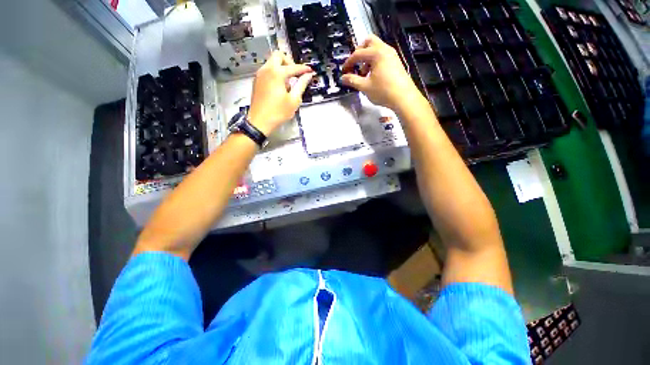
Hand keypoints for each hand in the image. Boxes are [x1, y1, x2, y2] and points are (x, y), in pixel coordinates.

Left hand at [248, 52, 314, 135]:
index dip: (304, 69)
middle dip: (289, 62)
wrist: (259, 122)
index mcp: (276, 73)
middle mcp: (266, 70)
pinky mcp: (256, 81)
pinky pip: (267, 70)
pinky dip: (275, 73)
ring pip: (271, 62)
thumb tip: (308, 76)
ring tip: (288, 83)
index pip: (293, 67)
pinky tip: (280, 87)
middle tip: (296, 74)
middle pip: (278, 56)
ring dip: (281, 67)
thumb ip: (301, 85)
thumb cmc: (277, 113)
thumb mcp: (293, 100)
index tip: (310, 71)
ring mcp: (259, 75)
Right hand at [342, 35, 424, 112]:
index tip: (344, 71)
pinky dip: (375, 61)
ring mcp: (392, 55)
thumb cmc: (384, 91)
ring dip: (367, 57)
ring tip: (364, 74)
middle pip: (369, 42)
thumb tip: (343, 78)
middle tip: (355, 65)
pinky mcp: (395, 62)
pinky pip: (382, 55)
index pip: (358, 53)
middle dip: (359, 52)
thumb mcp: (365, 87)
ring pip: (376, 48)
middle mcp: (385, 50)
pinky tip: (373, 76)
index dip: (349, 62)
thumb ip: (352, 80)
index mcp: (377, 53)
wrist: (403, 98)